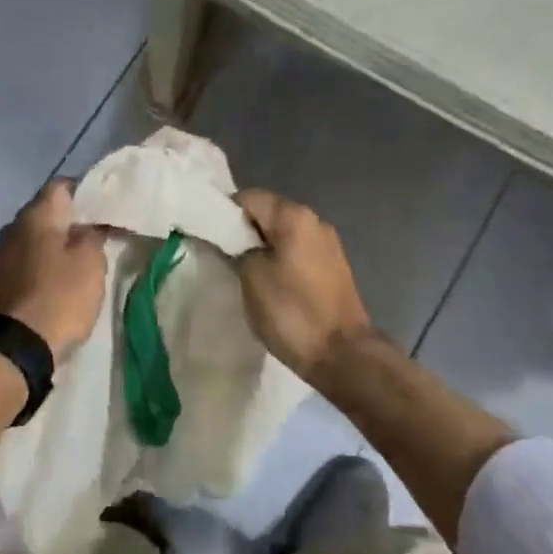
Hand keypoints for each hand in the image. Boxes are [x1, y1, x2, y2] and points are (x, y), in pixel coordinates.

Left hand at [0, 181, 107, 360]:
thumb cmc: (58, 297)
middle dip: (70, 222)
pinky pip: (23, 264)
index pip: (61, 186)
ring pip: (33, 240)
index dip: (85, 191)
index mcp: (35, 215)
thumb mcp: (90, 263)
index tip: (104, 208)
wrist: (14, 349)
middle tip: (96, 236)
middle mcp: (11, 228)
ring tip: (78, 263)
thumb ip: (93, 236)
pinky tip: (56, 284)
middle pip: (45, 213)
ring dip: (53, 247)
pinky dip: (40, 268)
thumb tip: (87, 226)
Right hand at [234, 189, 373, 381]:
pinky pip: (297, 252)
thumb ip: (237, 249)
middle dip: (243, 231)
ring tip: (243, 272)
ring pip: (282, 234)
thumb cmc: (292, 312)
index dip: (224, 214)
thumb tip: (234, 243)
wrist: (342, 355)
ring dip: (261, 248)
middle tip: (223, 256)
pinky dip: (279, 261)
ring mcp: (327, 244)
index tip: (210, 237)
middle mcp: (315, 221)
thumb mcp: (251, 277)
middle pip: (267, 213)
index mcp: (294, 216)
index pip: (248, 198)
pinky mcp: (333, 267)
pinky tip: (269, 284)